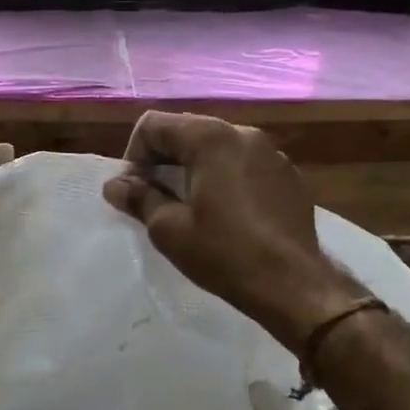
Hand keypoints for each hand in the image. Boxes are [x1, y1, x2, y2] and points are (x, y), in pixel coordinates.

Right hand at [103, 112, 360, 353]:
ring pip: (218, 148)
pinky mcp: (289, 176)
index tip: (134, 191)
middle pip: (187, 130)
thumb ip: (139, 198)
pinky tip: (226, 214)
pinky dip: (225, 179)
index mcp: (210, 139)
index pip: (154, 124)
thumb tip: (115, 185)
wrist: (293, 285)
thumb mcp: (169, 229)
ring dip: (194, 169)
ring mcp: (272, 153)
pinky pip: (244, 165)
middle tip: (154, 198)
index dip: (134, 155)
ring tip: (189, 207)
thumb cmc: (224, 254)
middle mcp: (244, 134)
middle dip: (163, 160)